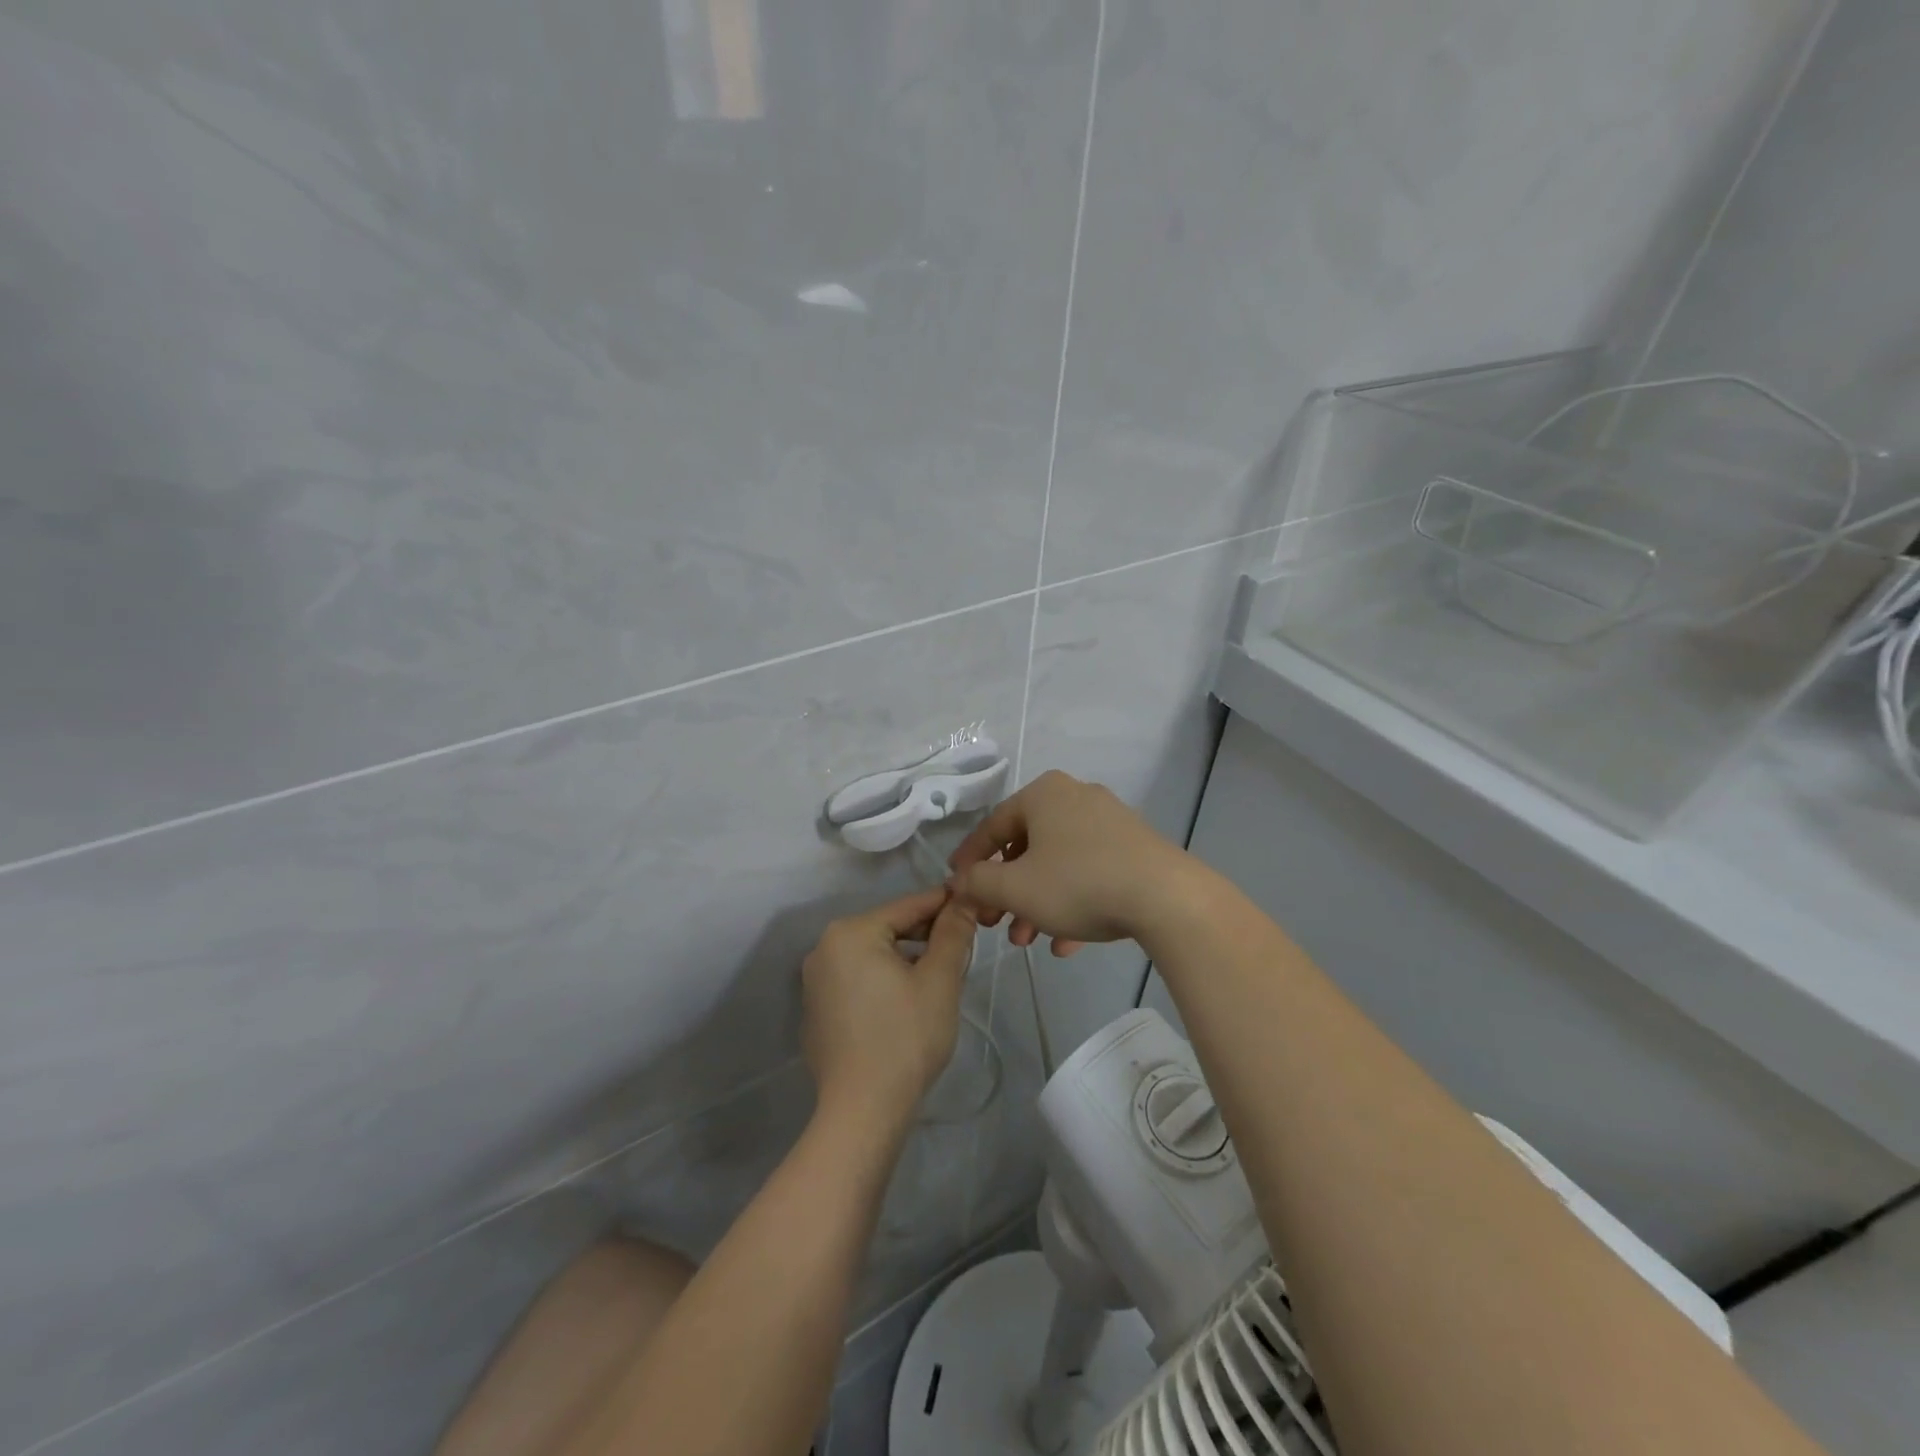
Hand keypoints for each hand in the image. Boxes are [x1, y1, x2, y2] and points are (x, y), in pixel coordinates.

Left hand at [800, 888, 976, 1131]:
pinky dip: (884, 983)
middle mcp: (824, 949)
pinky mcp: (817, 1012)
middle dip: (925, 936)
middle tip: (962, 949)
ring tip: (940, 978)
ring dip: (907, 960)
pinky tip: (908, 1006)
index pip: (907, 906)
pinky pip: (857, 982)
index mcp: (850, 933)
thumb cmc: (905, 1037)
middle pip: (887, 929)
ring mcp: (815, 983)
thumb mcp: (939, 980)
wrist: (862, 1111)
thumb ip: (953, 933)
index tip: (973, 905)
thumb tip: (963, 900)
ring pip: (873, 956)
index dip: (944, 905)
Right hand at [947, 771, 1191, 953]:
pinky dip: (1072, 903)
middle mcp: (1075, 797)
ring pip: (1058, 864)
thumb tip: (959, 881)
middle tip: (996, 925)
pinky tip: (1067, 943)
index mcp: (1043, 794)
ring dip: (1037, 904)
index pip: (992, 826)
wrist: (1166, 897)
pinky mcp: (1134, 847)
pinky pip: (1090, 872)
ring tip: (1029, 941)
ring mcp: (1109, 821)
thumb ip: (978, 882)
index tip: (957, 889)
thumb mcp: (1015, 887)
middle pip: (1027, 848)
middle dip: (1007, 893)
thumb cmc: (1078, 883)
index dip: (970, 861)